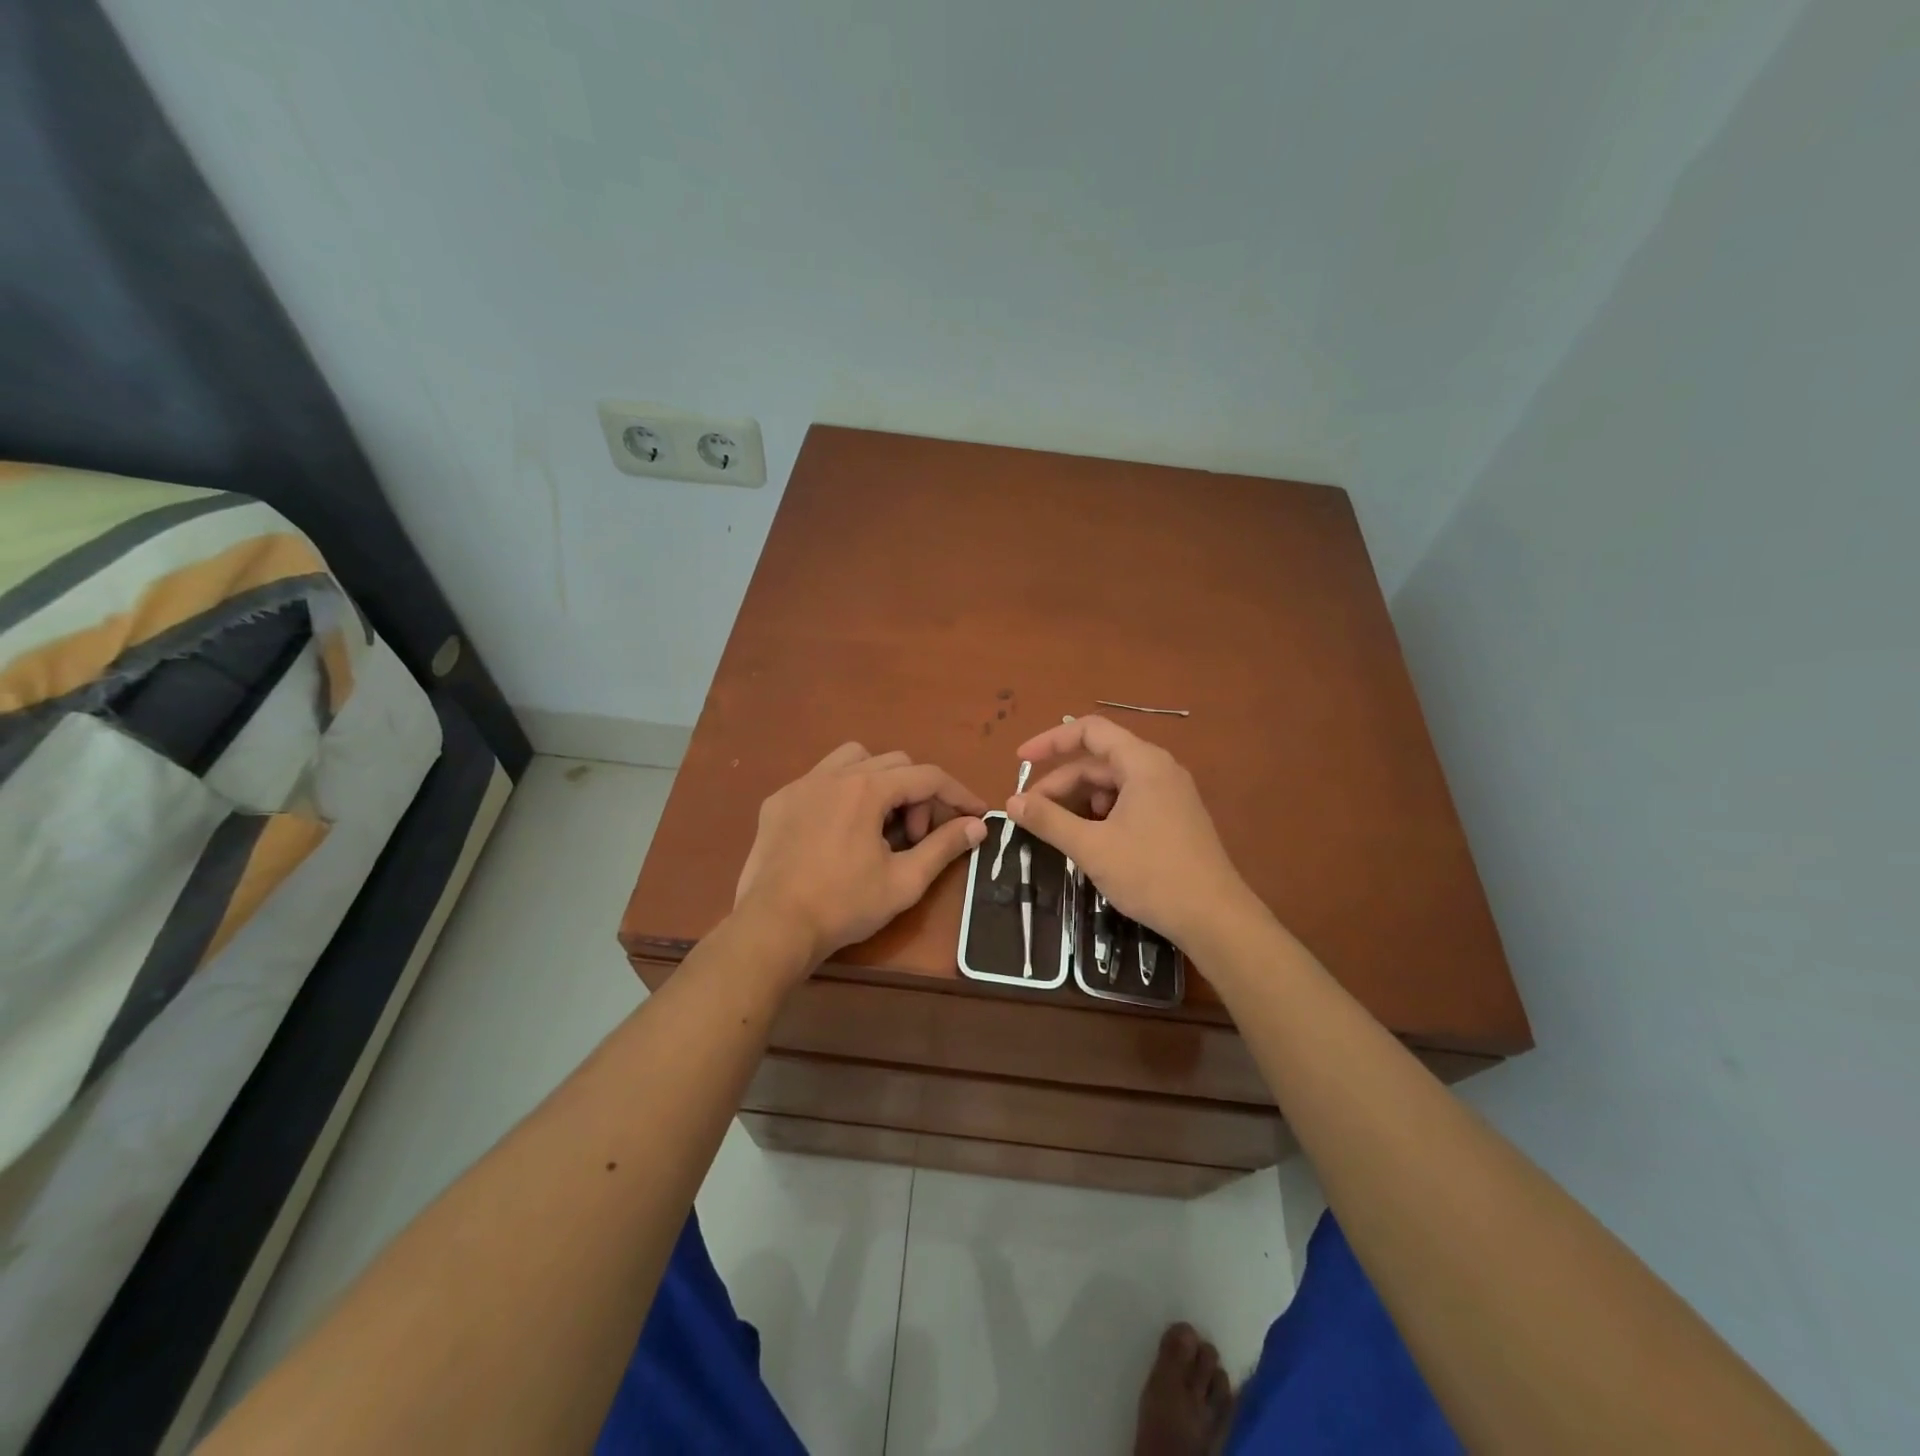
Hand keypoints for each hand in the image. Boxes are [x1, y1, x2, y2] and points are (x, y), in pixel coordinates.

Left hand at [733, 743, 988, 971]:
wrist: (773, 927)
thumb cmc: (844, 905)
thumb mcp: (904, 881)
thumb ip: (944, 847)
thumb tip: (978, 826)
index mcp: (867, 789)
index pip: (927, 777)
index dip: (958, 794)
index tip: (976, 814)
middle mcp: (834, 774)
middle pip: (895, 763)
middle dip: (917, 795)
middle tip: (916, 838)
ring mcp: (801, 785)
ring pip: (854, 759)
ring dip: (879, 781)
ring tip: (879, 822)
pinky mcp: (778, 801)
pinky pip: (820, 779)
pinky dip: (841, 793)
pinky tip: (838, 830)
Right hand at [1006, 716, 1248, 947]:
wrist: (1215, 918)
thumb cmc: (1151, 874)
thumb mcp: (1091, 847)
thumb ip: (1048, 820)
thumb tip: (1011, 802)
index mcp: (1143, 763)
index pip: (1089, 731)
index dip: (1050, 741)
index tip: (1020, 762)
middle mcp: (1159, 769)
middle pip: (1098, 761)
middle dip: (1061, 784)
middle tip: (1030, 813)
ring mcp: (1170, 794)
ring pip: (1113, 784)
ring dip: (1080, 801)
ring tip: (1058, 831)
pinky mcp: (1174, 818)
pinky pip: (1129, 802)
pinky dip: (1102, 814)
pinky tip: (1090, 841)